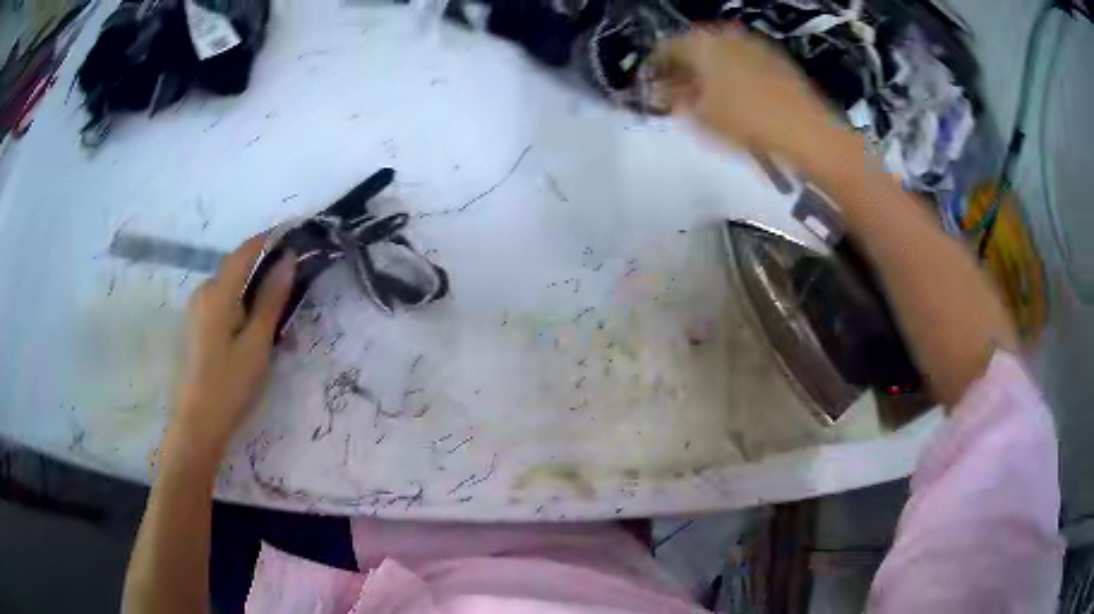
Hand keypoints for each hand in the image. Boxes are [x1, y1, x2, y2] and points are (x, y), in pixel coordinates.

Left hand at [168, 235, 295, 461]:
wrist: (199, 421)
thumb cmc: (230, 383)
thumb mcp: (257, 342)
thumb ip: (271, 298)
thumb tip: (288, 258)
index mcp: (218, 292)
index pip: (246, 250)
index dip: (270, 238)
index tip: (296, 235)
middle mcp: (204, 291)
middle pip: (238, 267)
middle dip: (265, 270)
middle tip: (293, 290)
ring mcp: (198, 308)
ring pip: (232, 286)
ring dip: (255, 291)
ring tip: (277, 318)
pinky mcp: (198, 323)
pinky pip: (224, 302)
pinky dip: (243, 305)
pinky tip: (255, 330)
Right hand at [654, 27, 845, 168]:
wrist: (806, 132)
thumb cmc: (746, 122)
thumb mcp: (700, 117)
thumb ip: (674, 101)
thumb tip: (660, 94)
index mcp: (701, 43)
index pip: (665, 48)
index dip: (655, 68)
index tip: (652, 88)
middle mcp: (725, 35)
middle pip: (694, 47)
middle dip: (683, 69)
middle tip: (678, 94)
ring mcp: (753, 44)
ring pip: (720, 53)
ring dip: (708, 71)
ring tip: (707, 98)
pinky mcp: (775, 58)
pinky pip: (742, 60)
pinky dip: (732, 73)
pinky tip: (736, 96)